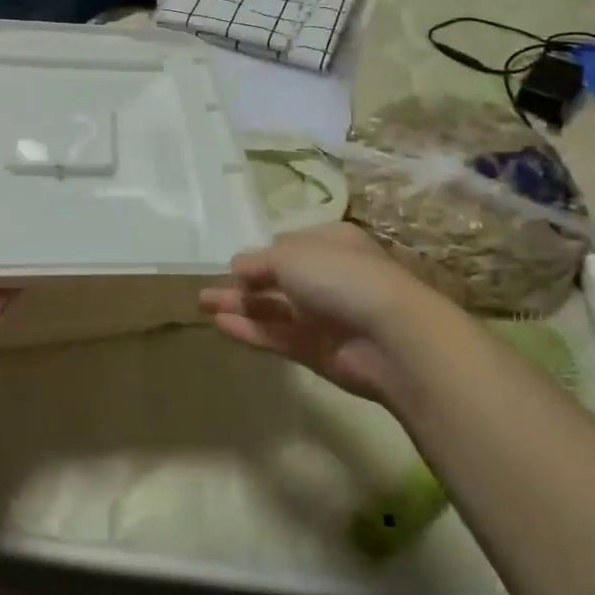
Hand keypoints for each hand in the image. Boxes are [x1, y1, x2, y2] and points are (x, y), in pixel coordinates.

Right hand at [198, 223, 456, 406]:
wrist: (392, 337)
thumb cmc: (342, 277)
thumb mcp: (292, 256)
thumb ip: (260, 261)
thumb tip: (237, 266)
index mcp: (331, 243)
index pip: (288, 244)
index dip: (260, 252)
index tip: (231, 262)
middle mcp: (328, 276)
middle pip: (278, 278)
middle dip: (243, 282)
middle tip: (204, 286)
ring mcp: (323, 316)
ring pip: (274, 309)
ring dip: (240, 306)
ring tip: (201, 304)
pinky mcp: (318, 351)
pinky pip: (278, 336)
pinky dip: (251, 330)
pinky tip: (221, 325)